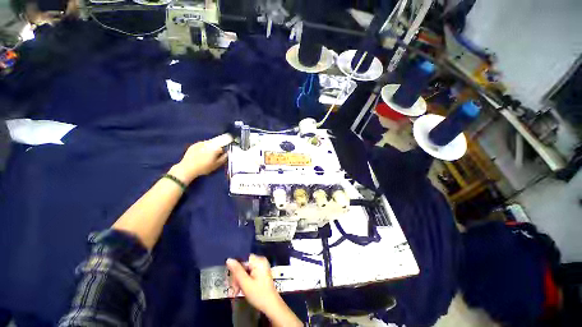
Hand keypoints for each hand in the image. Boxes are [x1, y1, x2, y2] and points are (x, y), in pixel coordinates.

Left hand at [170, 134, 230, 183]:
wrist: (188, 168)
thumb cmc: (204, 167)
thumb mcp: (216, 165)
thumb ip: (224, 158)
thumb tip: (228, 153)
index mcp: (215, 148)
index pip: (222, 147)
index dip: (222, 152)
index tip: (220, 156)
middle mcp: (208, 143)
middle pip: (216, 144)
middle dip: (216, 148)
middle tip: (213, 156)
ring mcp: (200, 143)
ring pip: (209, 143)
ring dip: (210, 147)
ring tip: (207, 155)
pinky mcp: (194, 145)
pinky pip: (201, 144)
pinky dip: (203, 147)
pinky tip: (201, 154)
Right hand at [227, 255, 302, 326]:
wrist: (271, 305)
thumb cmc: (258, 294)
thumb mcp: (245, 283)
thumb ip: (237, 271)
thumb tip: (229, 259)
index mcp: (258, 261)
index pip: (243, 259)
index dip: (236, 269)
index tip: (232, 280)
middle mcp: (261, 261)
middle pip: (244, 265)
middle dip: (237, 277)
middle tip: (234, 290)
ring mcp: (262, 267)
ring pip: (246, 270)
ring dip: (240, 280)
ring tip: (237, 292)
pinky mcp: (262, 273)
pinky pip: (250, 273)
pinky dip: (245, 281)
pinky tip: (242, 289)